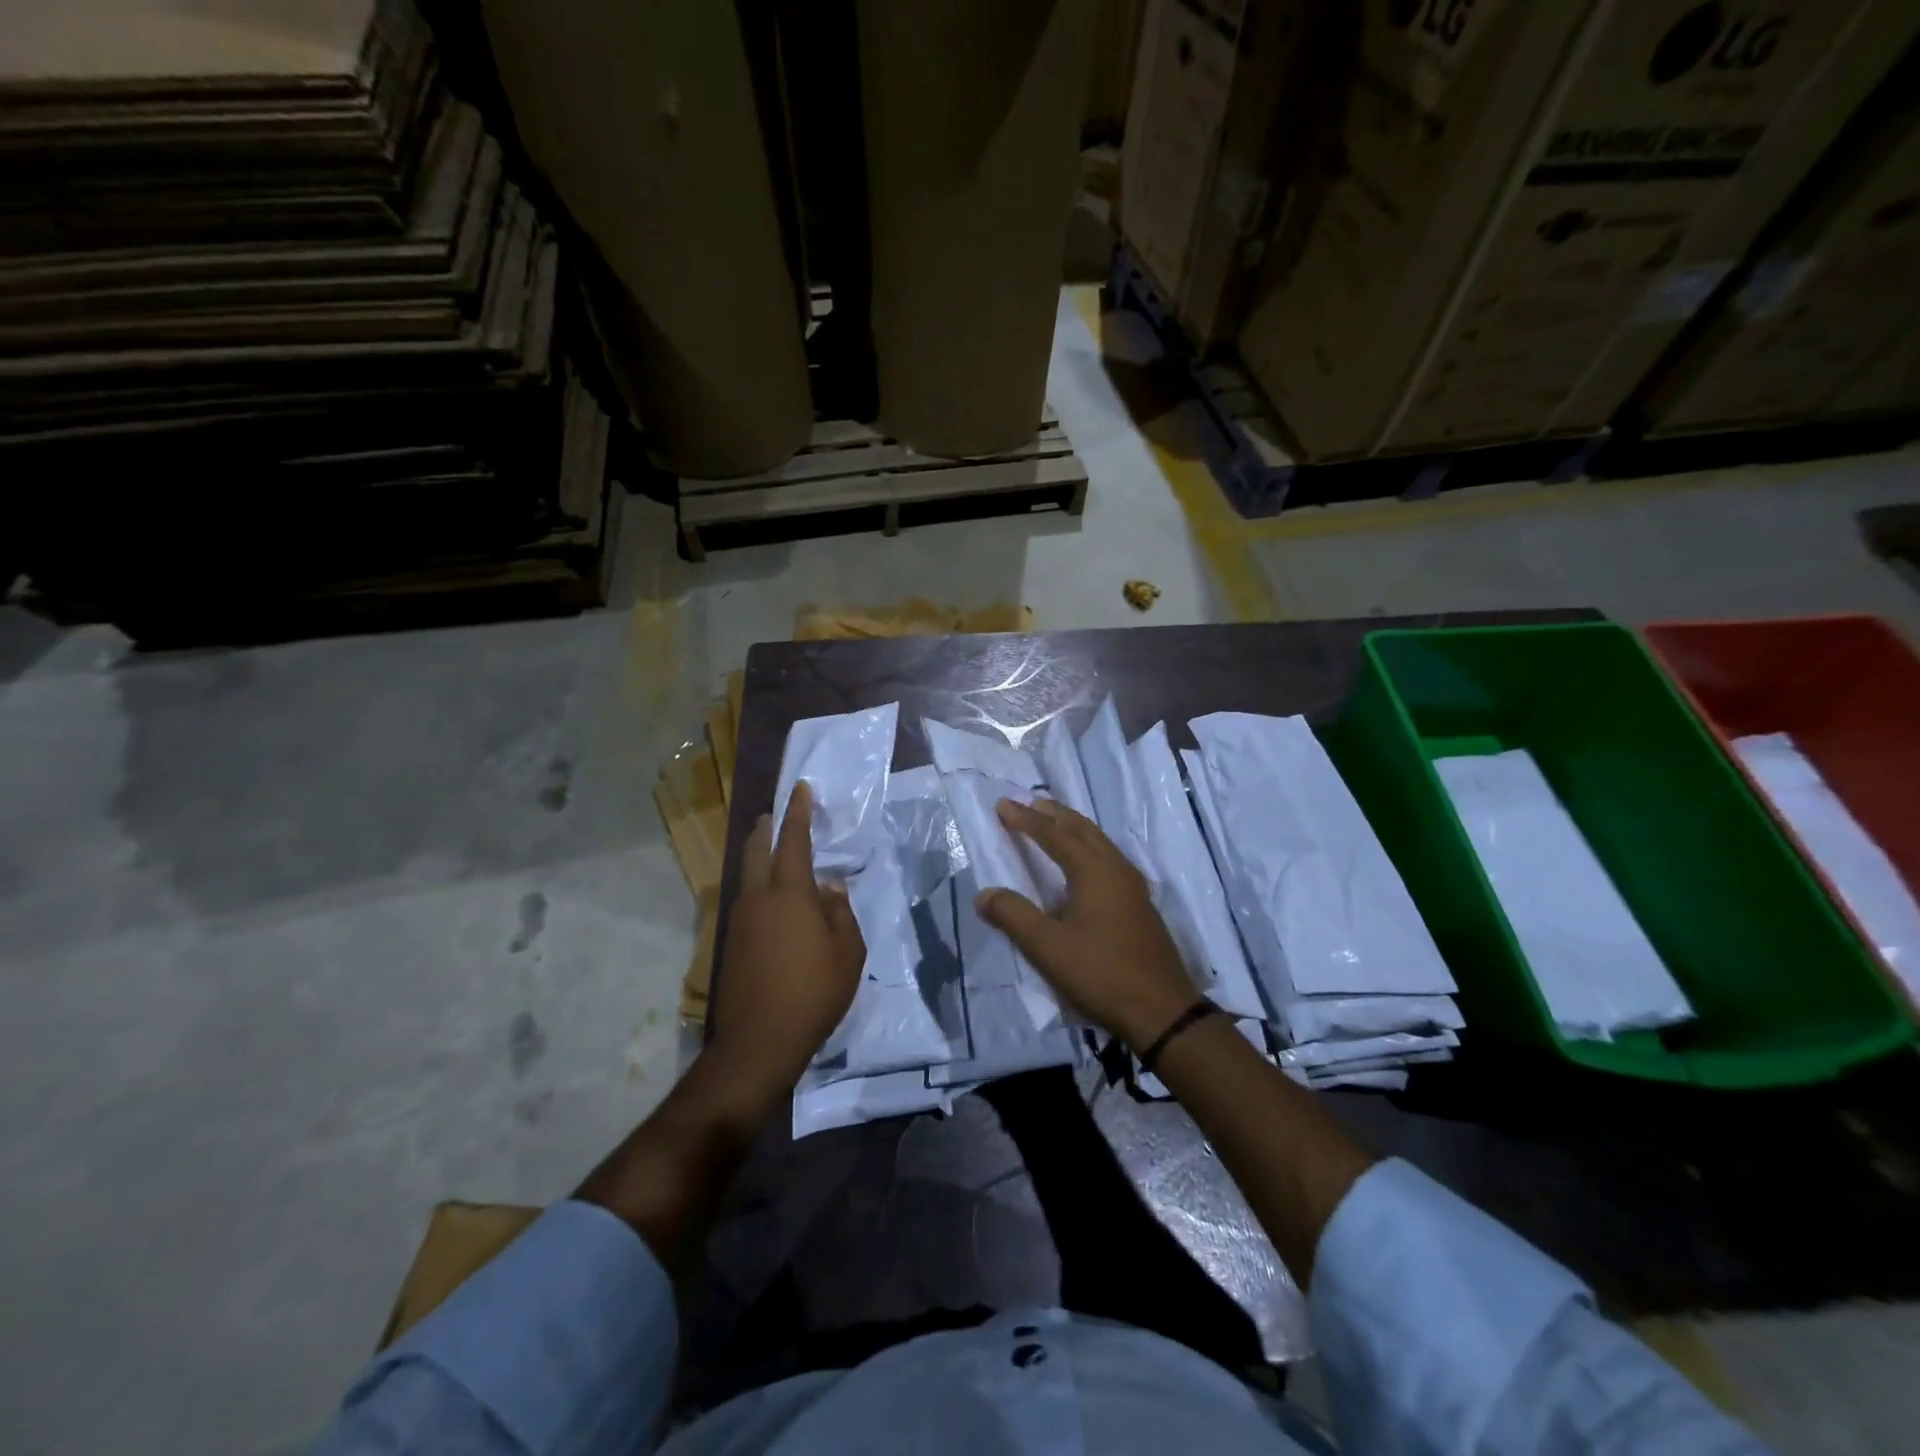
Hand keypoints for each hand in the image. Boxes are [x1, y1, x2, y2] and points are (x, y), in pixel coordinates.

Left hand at [710, 781, 865, 1105]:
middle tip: (775, 814)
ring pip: (747, 873)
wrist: (759, 1040)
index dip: (798, 812)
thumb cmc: (814, 992)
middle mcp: (759, 897)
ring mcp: (740, 920)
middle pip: (758, 849)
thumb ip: (840, 913)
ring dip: (758, 854)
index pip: (794, 840)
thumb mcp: (847, 952)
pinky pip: (745, 898)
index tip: (801, 789)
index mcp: (790, 893)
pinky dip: (756, 884)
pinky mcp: (731, 942)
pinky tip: (770, 897)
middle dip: (767, 827)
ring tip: (771, 849)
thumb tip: (830, 888)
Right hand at [975, 798, 1197, 1050]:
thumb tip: (984, 894)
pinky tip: (1086, 864)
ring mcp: (1133, 887)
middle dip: (1055, 814)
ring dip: (1074, 828)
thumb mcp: (1048, 948)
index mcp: (1093, 871)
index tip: (1003, 805)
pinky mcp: (1140, 905)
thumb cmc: (1101, 974)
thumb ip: (1013, 916)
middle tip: (1031, 803)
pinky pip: (1110, 859)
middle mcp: (1116, 868)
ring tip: (1055, 824)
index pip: (1054, 834)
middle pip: (1083, 829)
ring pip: (1100, 842)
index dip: (1026, 820)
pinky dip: (1089, 847)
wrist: (1162, 1011)